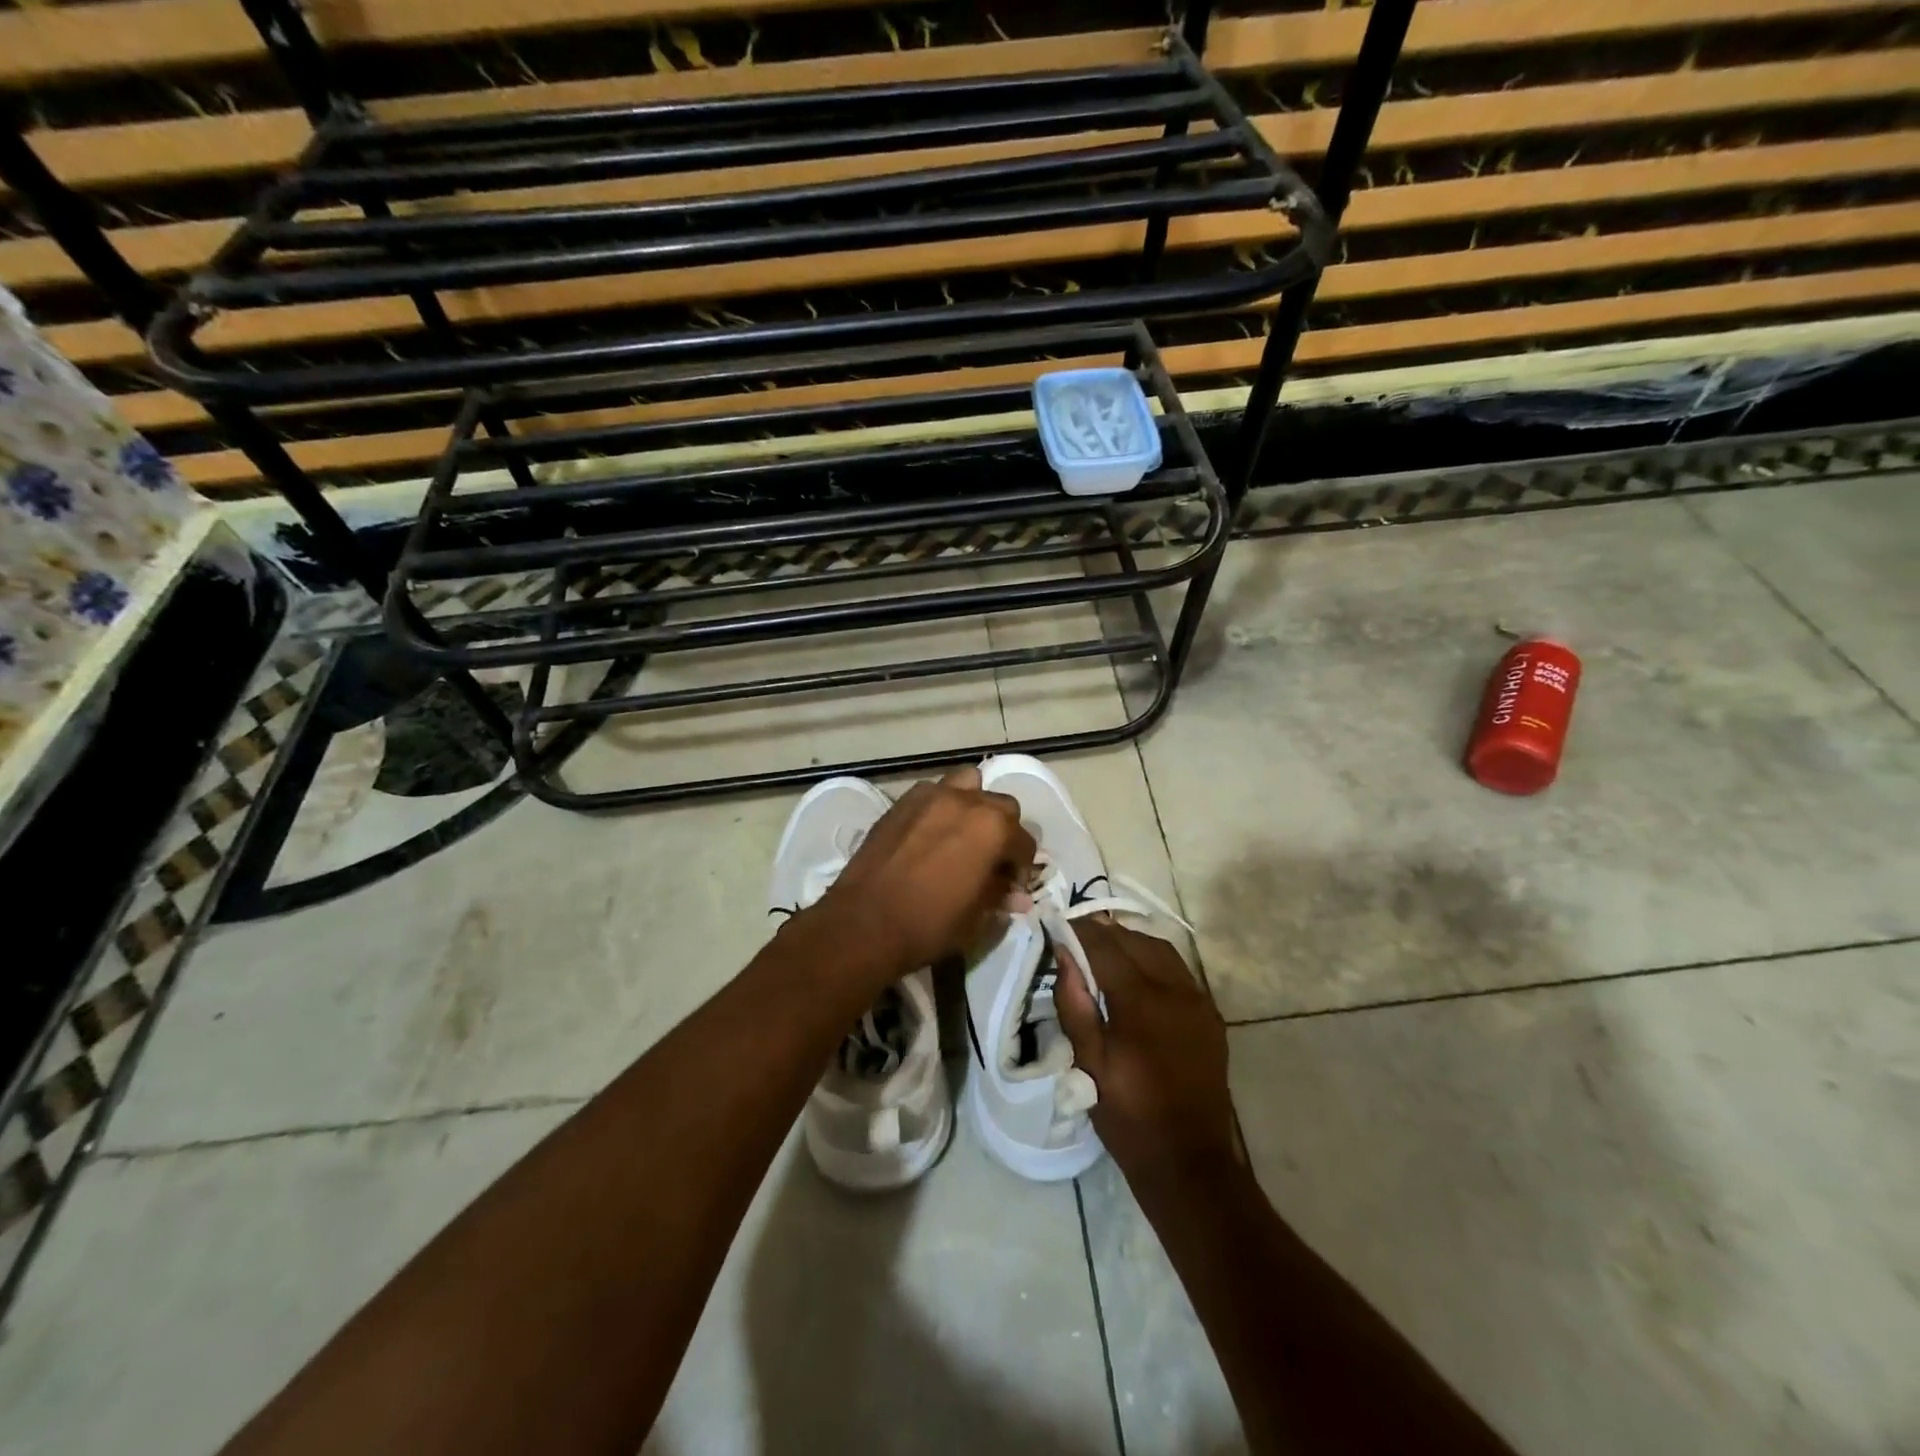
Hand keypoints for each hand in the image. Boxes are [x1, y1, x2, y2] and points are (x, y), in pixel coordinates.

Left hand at [799, 766, 1035, 989]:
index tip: (1010, 887)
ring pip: (967, 785)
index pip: (1024, 841)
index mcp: (994, 827)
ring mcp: (931, 796)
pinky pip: (933, 794)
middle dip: (1002, 830)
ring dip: (972, 806)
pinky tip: (930, 836)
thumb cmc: (930, 924)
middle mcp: (966, 801)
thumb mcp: (976, 919)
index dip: (1021, 867)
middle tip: (989, 860)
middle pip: (1000, 805)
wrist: (865, 922)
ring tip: (962, 836)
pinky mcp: (902, 802)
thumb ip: (1000, 897)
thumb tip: (1018, 897)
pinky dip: (940, 808)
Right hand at [1054, 919, 1239, 1191]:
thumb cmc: (1128, 1114)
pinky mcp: (1210, 1016)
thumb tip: (1063, 954)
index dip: (1081, 930)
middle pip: (1136, 941)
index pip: (1106, 946)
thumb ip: (1074, 1003)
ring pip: (1162, 951)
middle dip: (1106, 932)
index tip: (1060, 922)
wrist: (1189, 1160)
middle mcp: (1174, 990)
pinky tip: (1139, 973)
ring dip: (1132, 942)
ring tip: (1106, 948)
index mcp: (1140, 1001)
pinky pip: (1180, 972)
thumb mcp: (1088, 1062)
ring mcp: (1197, 1001)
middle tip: (1078, 934)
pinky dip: (1155, 960)